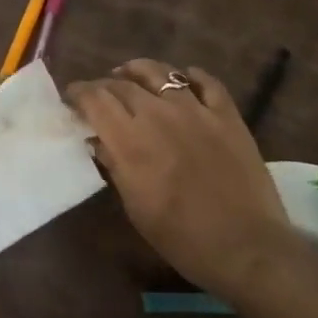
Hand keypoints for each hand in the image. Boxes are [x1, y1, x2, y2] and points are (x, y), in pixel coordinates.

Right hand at [68, 59, 294, 296]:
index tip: (71, 99)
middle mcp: (159, 115)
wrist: (246, 247)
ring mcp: (196, 111)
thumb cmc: (181, 237)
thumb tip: (98, 141)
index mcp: (130, 140)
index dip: (78, 94)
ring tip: (131, 75)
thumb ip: (114, 166)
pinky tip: (184, 78)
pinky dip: (190, 75)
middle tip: (99, 95)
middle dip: (104, 86)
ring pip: (160, 72)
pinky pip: (206, 82)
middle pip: (123, 84)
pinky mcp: (227, 115)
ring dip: (139, 71)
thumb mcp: (135, 206)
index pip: (95, 99)